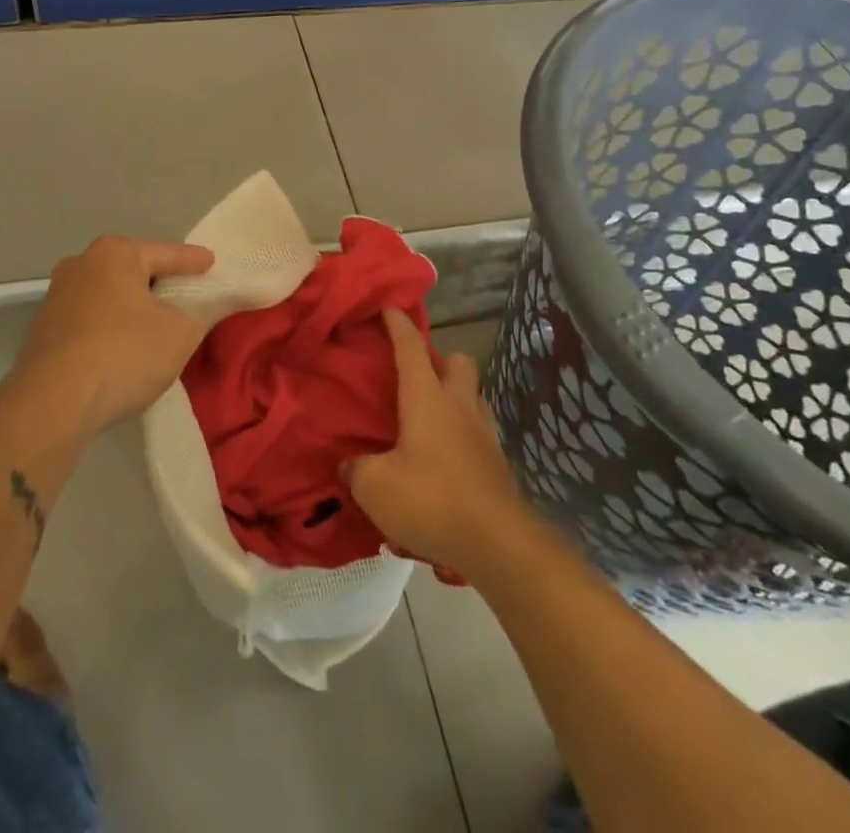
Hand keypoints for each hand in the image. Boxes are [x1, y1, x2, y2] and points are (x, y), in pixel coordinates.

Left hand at [9, 235, 214, 440]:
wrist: (52, 404)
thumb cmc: (125, 354)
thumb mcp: (182, 333)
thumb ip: (200, 314)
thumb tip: (199, 310)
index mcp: (116, 253)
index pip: (168, 253)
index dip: (194, 261)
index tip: (211, 263)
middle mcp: (81, 264)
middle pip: (133, 271)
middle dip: (159, 283)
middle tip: (185, 296)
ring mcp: (56, 298)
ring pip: (108, 297)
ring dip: (131, 309)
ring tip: (155, 327)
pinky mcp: (42, 331)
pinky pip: (90, 322)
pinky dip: (110, 330)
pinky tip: (122, 351)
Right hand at [343, 309, 526, 577]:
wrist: (497, 543)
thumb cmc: (430, 500)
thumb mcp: (374, 487)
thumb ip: (357, 469)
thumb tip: (350, 464)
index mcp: (427, 398)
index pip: (411, 347)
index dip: (398, 324)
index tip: (390, 306)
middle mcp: (459, 405)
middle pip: (459, 362)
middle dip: (440, 360)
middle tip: (416, 377)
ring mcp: (485, 433)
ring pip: (473, 396)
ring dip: (456, 397)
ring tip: (431, 419)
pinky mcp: (499, 464)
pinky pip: (480, 432)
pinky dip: (464, 434)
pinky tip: (447, 458)